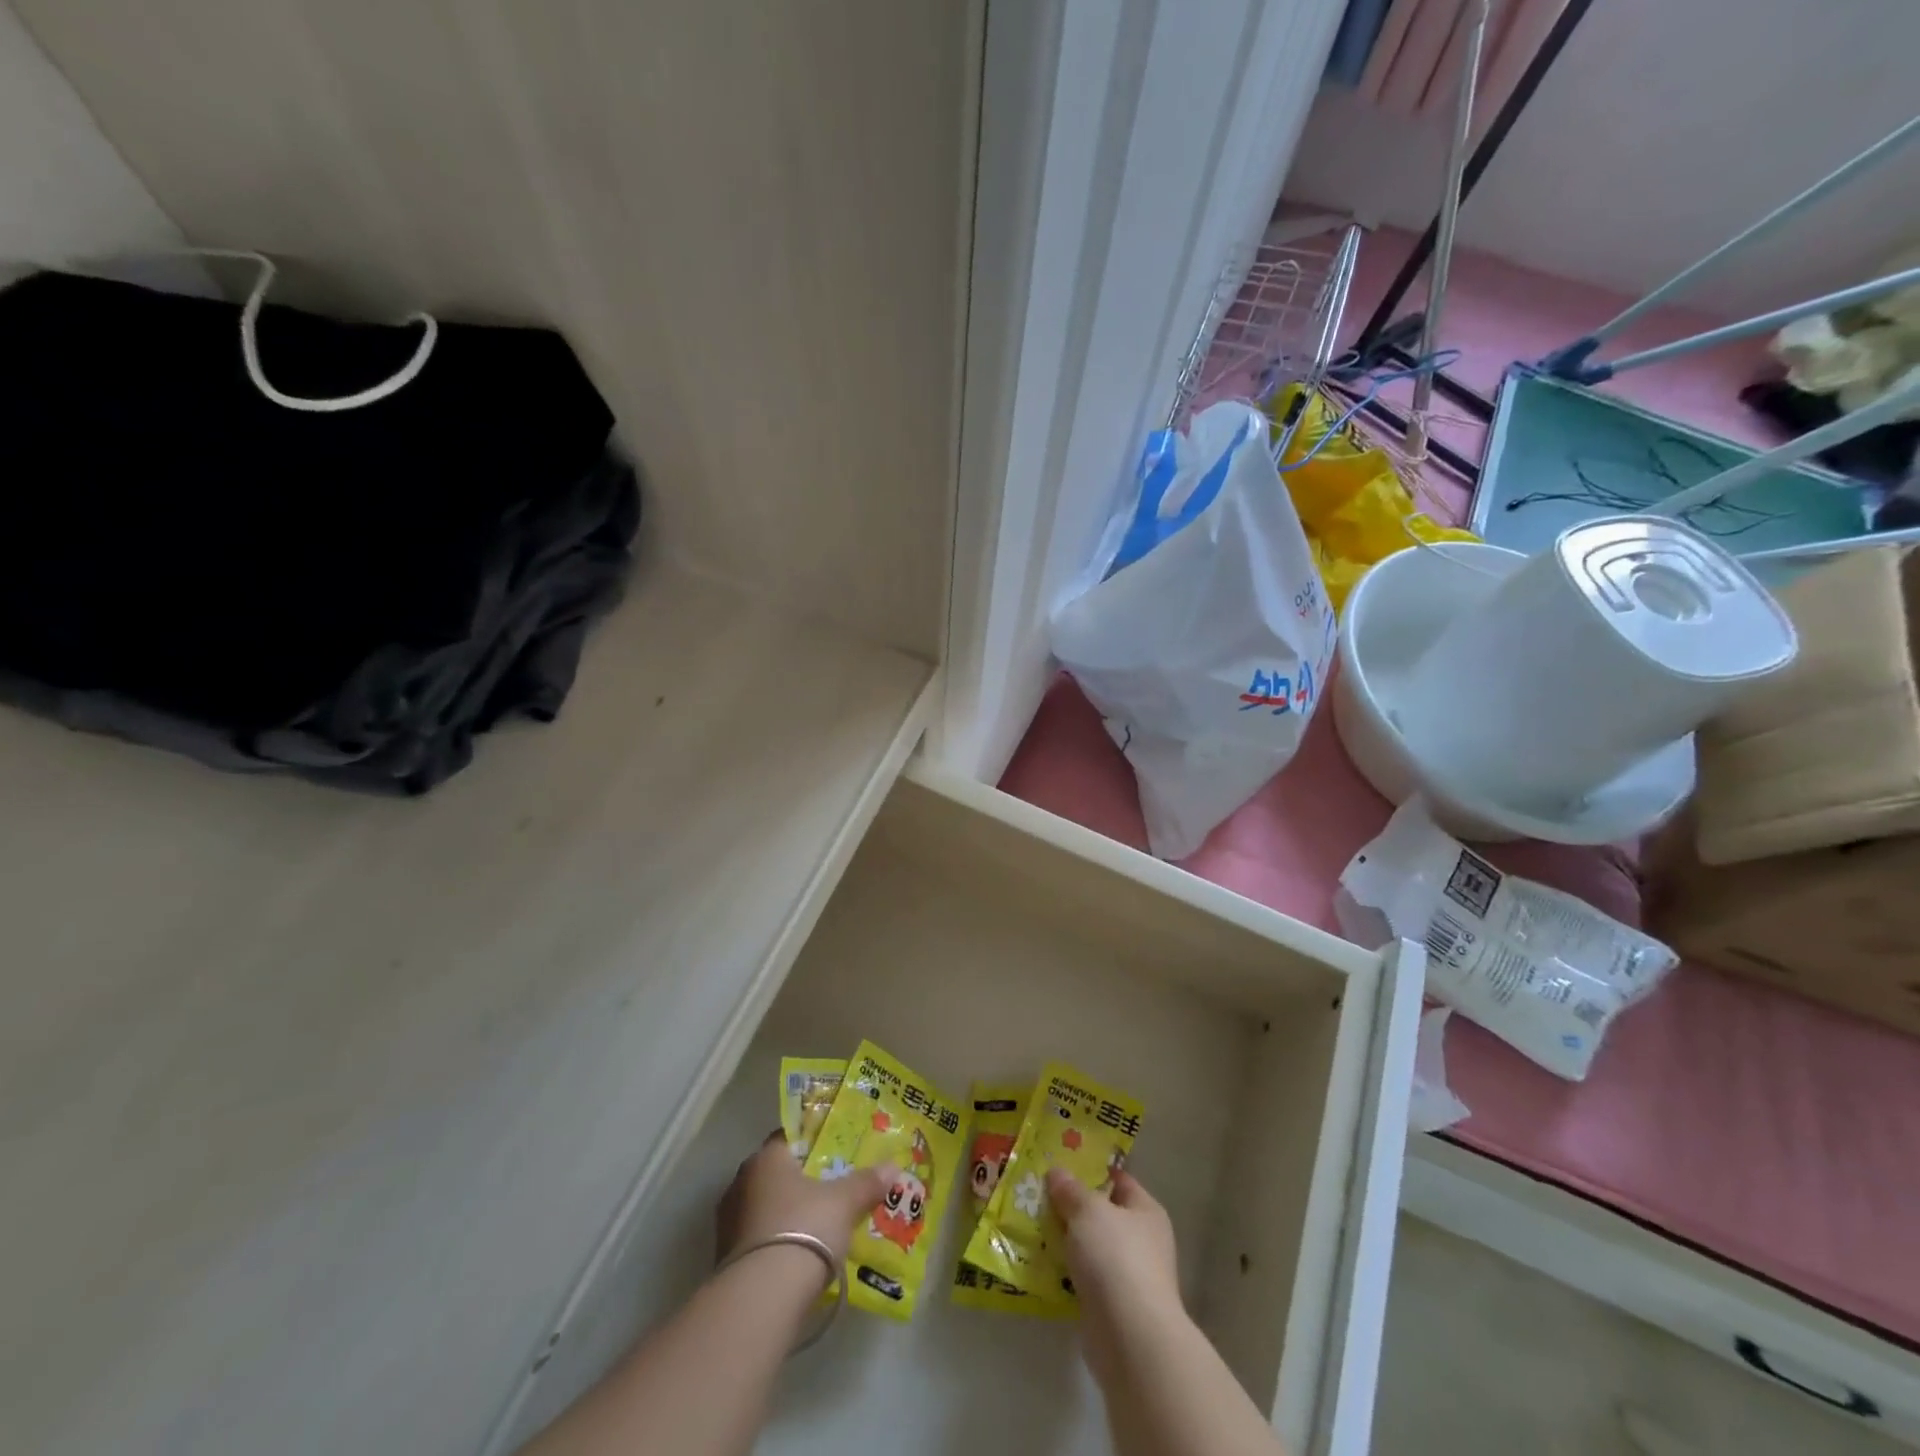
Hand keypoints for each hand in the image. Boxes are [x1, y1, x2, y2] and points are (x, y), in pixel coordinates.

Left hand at [717, 1131, 896, 1274]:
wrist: (761, 1300)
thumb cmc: (804, 1229)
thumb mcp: (843, 1203)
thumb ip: (866, 1182)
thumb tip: (893, 1167)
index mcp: (766, 1158)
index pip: (789, 1137)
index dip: (813, 1143)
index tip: (835, 1152)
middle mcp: (741, 1182)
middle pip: (777, 1174)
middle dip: (802, 1182)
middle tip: (832, 1189)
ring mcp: (729, 1223)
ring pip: (766, 1208)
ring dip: (787, 1215)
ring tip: (819, 1226)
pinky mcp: (726, 1260)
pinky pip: (759, 1240)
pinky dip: (777, 1244)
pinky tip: (799, 1256)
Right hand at [1048, 1167, 1184, 1386]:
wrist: (1130, 1338)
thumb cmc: (1116, 1258)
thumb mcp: (1088, 1210)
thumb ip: (1071, 1190)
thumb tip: (1057, 1172)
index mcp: (1146, 1211)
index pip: (1118, 1179)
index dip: (1091, 1170)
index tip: (1059, 1163)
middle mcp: (1143, 1241)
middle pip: (1102, 1214)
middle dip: (1072, 1207)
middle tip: (1038, 1195)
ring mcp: (1129, 1277)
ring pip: (1091, 1248)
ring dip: (1067, 1242)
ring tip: (1033, 1227)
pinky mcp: (1113, 1307)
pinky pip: (1084, 1278)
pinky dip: (1066, 1272)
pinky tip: (1041, 1264)